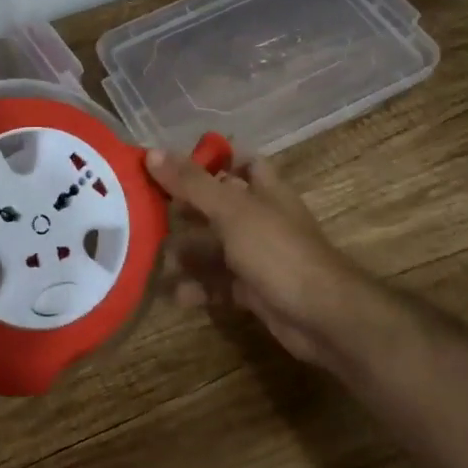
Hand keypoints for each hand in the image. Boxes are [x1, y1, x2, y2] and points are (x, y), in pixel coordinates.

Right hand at [146, 148, 377, 372]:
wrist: (321, 315)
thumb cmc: (277, 250)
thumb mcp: (232, 211)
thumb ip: (192, 183)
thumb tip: (151, 152)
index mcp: (264, 189)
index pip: (239, 162)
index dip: (210, 159)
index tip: (171, 165)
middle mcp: (262, 218)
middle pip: (219, 205)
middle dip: (186, 209)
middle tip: (146, 211)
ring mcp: (259, 255)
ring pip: (216, 247)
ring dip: (187, 252)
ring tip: (151, 257)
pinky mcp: (254, 290)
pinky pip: (219, 283)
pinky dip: (198, 287)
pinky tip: (175, 295)